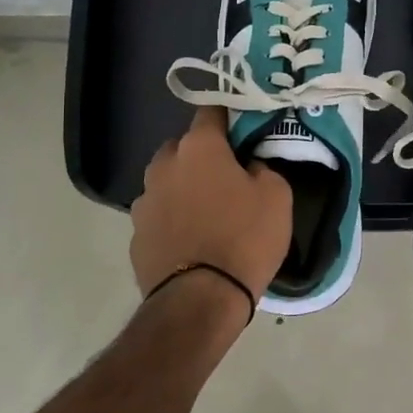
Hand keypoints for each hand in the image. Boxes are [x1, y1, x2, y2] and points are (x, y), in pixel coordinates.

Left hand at [131, 107, 292, 308]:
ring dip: (182, 188)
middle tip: (226, 177)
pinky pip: (158, 215)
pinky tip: (190, 240)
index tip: (242, 132)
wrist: (200, 300)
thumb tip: (248, 167)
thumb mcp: (277, 196)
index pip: (210, 112)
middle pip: (182, 147)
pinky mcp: (135, 235)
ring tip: (206, 213)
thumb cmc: (245, 238)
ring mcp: (144, 201)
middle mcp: (164, 166)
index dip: (228, 119)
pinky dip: (171, 220)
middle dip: (200, 156)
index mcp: (199, 148)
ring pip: (166, 182)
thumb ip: (262, 168)